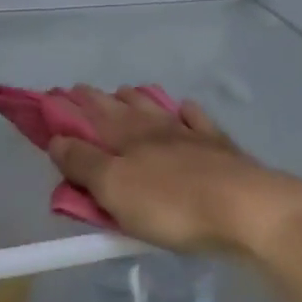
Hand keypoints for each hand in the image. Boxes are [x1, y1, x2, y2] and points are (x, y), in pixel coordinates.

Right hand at [46, 86, 301, 261]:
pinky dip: (186, 113)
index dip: (71, 108)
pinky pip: (198, 121)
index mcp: (126, 137)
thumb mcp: (115, 189)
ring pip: (158, 108)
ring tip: (126, 93)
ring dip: (138, 99)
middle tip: (83, 93)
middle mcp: (156, 127)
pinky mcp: (221, 148)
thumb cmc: (173, 205)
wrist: (247, 209)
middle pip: (122, 107)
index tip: (54, 97)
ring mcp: (191, 134)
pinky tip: (184, 110)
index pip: (91, 115)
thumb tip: (57, 139)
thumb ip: (84, 163)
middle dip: (99, 99)